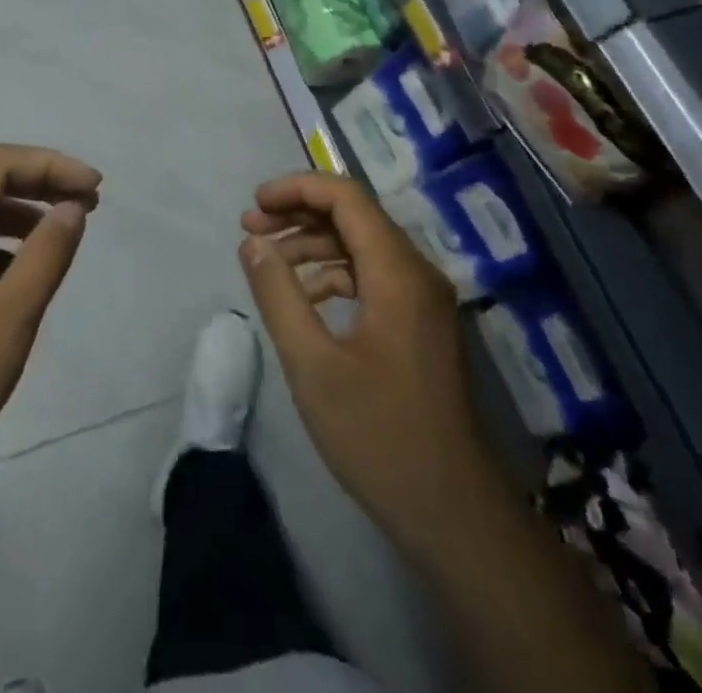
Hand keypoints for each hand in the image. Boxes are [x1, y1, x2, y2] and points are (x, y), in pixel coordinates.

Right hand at [239, 172, 483, 565]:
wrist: (452, 513)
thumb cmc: (378, 435)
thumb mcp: (312, 364)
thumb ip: (278, 294)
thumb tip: (252, 242)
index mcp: (398, 272)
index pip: (346, 197)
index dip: (297, 188)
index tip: (254, 205)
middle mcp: (417, 273)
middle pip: (354, 216)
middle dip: (298, 214)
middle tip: (250, 228)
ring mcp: (423, 300)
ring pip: (362, 245)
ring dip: (313, 243)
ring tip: (266, 259)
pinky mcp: (420, 325)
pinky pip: (373, 277)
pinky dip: (333, 275)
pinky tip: (303, 298)